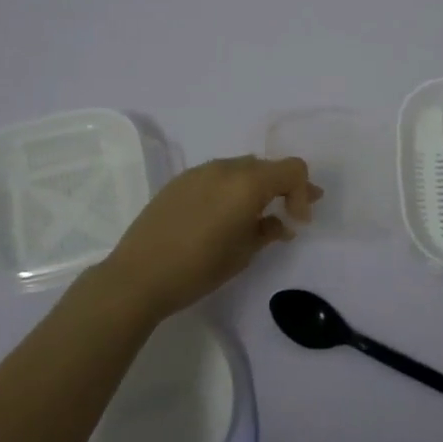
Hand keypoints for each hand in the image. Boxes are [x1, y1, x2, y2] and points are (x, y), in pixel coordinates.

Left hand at [97, 156, 321, 321]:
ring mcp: (200, 171)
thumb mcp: (243, 253)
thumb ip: (268, 231)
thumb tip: (282, 223)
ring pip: (241, 168)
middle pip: (267, 166)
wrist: (139, 275)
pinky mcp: (180, 181)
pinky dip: (231, 188)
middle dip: (283, 187)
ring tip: (255, 215)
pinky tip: (223, 215)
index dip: (303, 192)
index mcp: (247, 183)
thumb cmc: (199, 268)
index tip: (299, 221)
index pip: (292, 169)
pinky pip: (217, 176)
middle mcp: (226, 168)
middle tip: (290, 214)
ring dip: (256, 187)